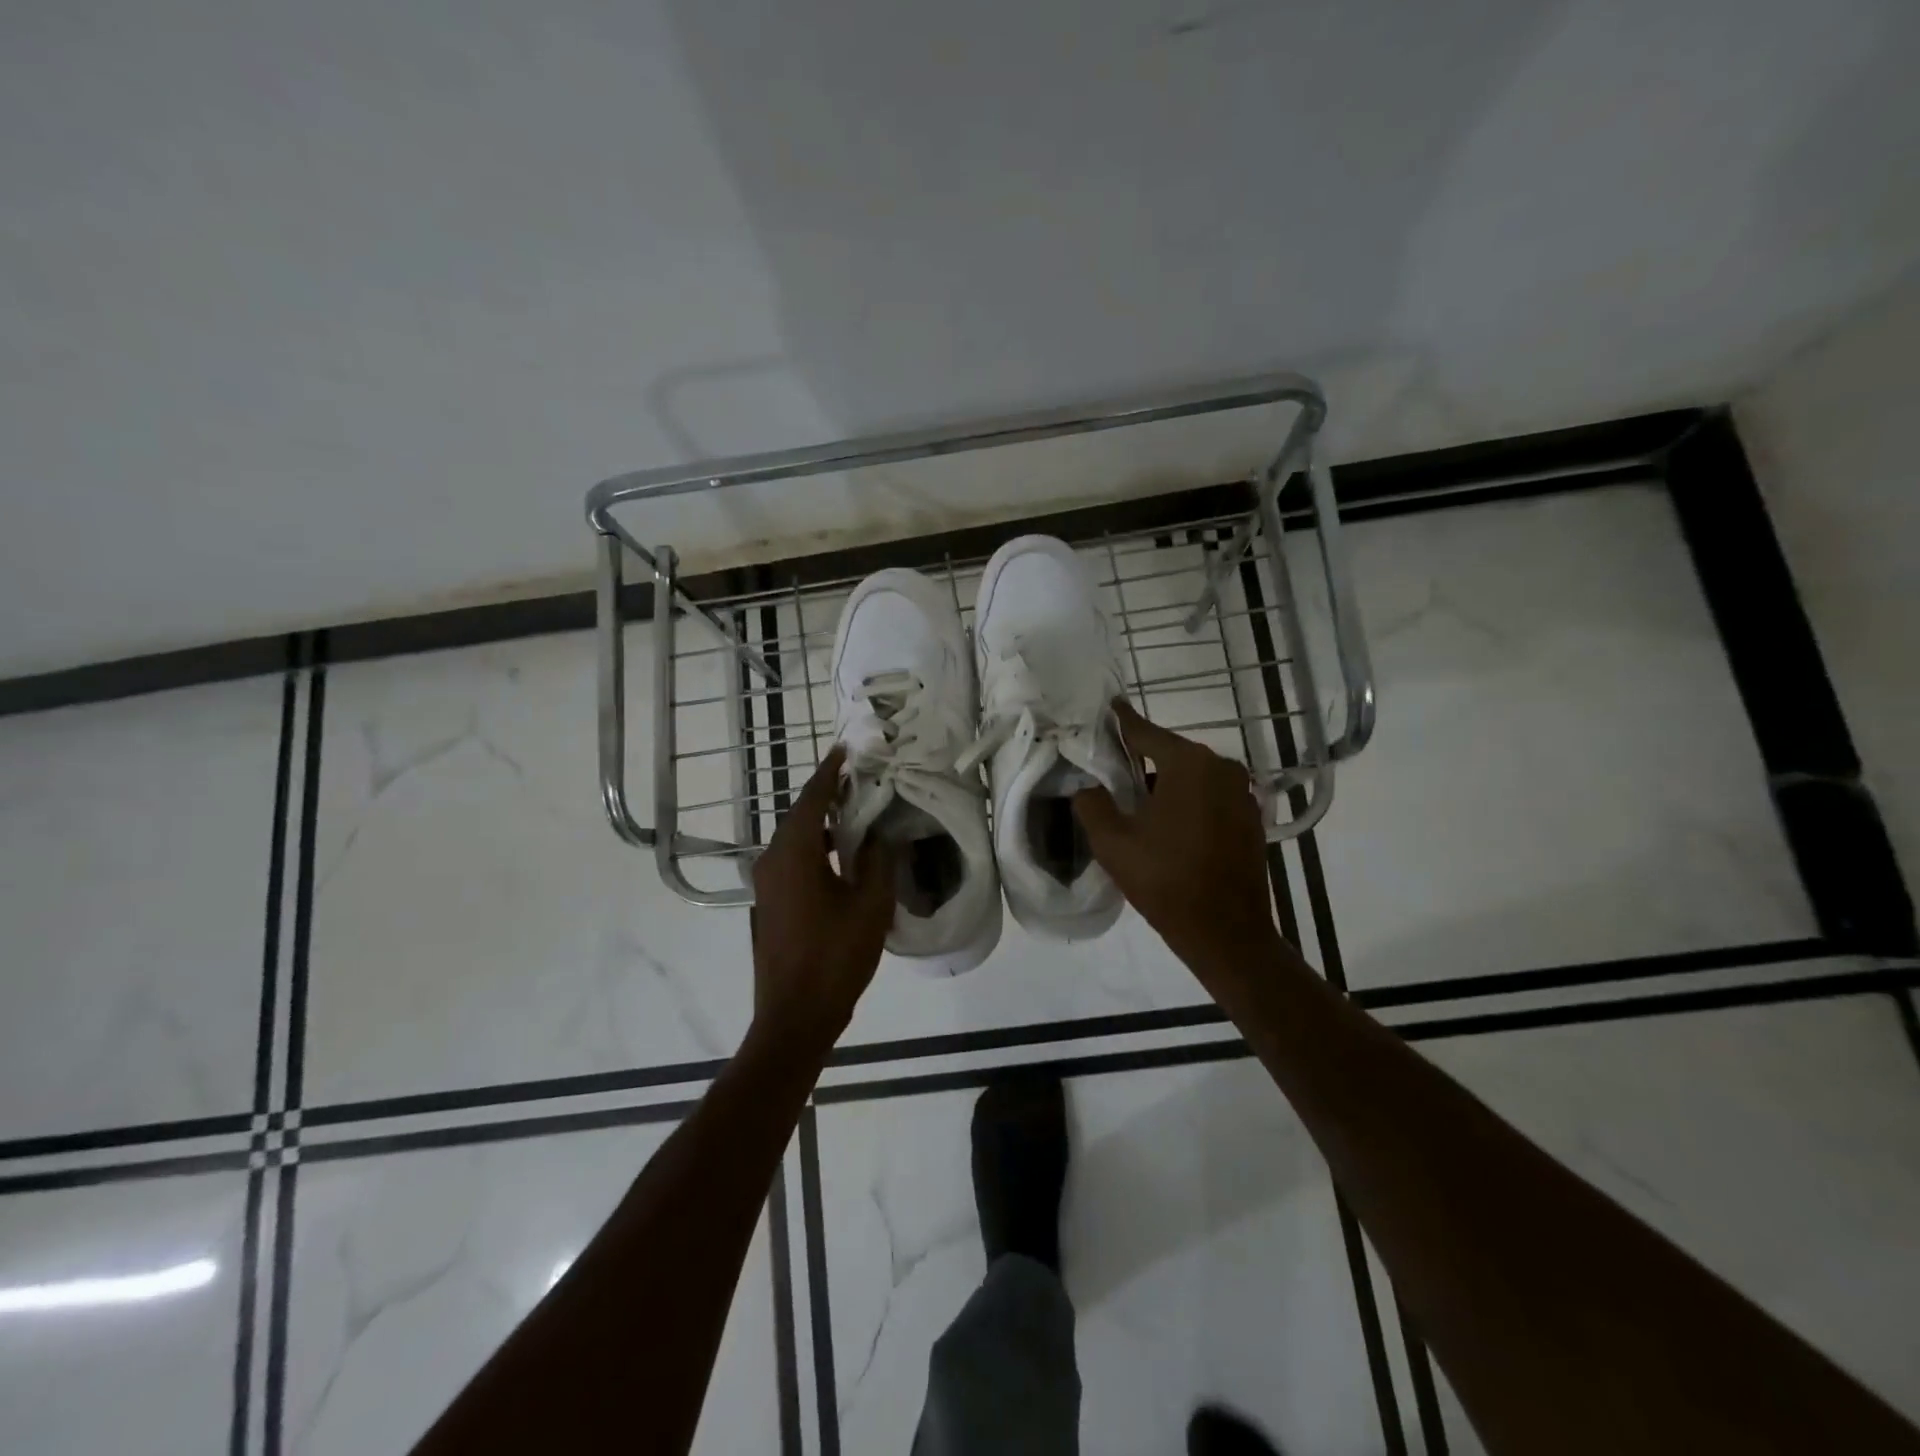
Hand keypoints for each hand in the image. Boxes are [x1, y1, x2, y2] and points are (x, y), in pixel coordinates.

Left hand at [749, 747, 895, 1049]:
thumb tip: (882, 834)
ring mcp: (767, 883)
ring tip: (855, 810)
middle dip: (827, 794)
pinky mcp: (770, 902)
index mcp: (794, 854)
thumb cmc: (835, 957)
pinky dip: (815, 846)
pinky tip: (840, 853)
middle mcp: (772, 860)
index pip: (812, 799)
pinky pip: (792, 859)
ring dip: (821, 821)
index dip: (830, 772)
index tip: (846, 749)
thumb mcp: (870, 906)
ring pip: (795, 838)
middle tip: (859, 778)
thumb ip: (878, 861)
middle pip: (799, 815)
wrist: (795, 1016)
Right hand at [1072, 698, 1283, 985]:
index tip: (1108, 705)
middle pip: (1170, 753)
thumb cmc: (1165, 881)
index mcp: (1189, 764)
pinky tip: (1168, 823)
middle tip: (1110, 768)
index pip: (1145, 732)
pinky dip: (1187, 800)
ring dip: (1164, 783)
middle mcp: (1221, 768)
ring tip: (1135, 802)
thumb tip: (1086, 786)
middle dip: (1141, 759)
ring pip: (1191, 776)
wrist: (1226, 933)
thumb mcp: (1112, 842)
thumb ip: (1092, 803)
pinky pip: (1209, 796)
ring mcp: (1242, 793)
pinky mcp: (1250, 817)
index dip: (1121, 721)